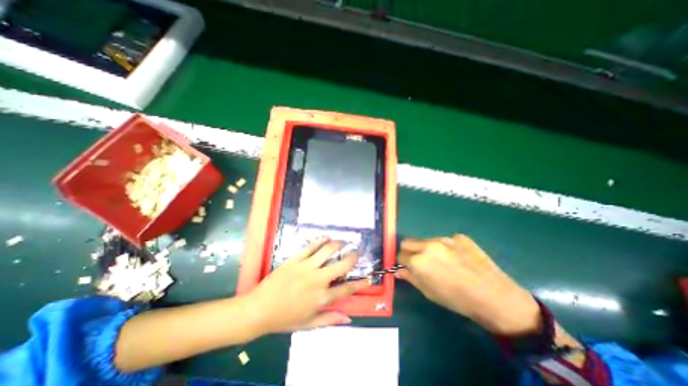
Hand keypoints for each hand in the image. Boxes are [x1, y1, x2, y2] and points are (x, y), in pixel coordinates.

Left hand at [247, 236, 371, 333]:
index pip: (346, 289)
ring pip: (328, 250)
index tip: (368, 277)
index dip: (360, 283)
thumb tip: (348, 318)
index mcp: (322, 298)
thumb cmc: (284, 319)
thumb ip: (329, 319)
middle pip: (341, 265)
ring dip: (338, 245)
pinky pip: (311, 246)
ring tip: (342, 243)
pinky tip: (326, 237)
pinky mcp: (295, 259)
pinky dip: (321, 240)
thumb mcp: (308, 324)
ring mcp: (306, 267)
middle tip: (356, 253)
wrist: (258, 310)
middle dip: (352, 257)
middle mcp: (318, 280)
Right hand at [399, 234, 542, 335]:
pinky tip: (458, 259)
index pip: (400, 255)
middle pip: (408, 242)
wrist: (494, 296)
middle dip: (409, 251)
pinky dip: (446, 248)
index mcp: (418, 260)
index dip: (403, 262)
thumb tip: (398, 271)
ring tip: (443, 261)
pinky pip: (446, 240)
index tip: (408, 267)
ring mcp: (444, 238)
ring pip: (426, 240)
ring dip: (427, 248)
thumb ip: (411, 278)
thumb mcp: (429, 292)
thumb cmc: (457, 299)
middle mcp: (427, 245)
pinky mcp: (459, 236)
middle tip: (420, 262)